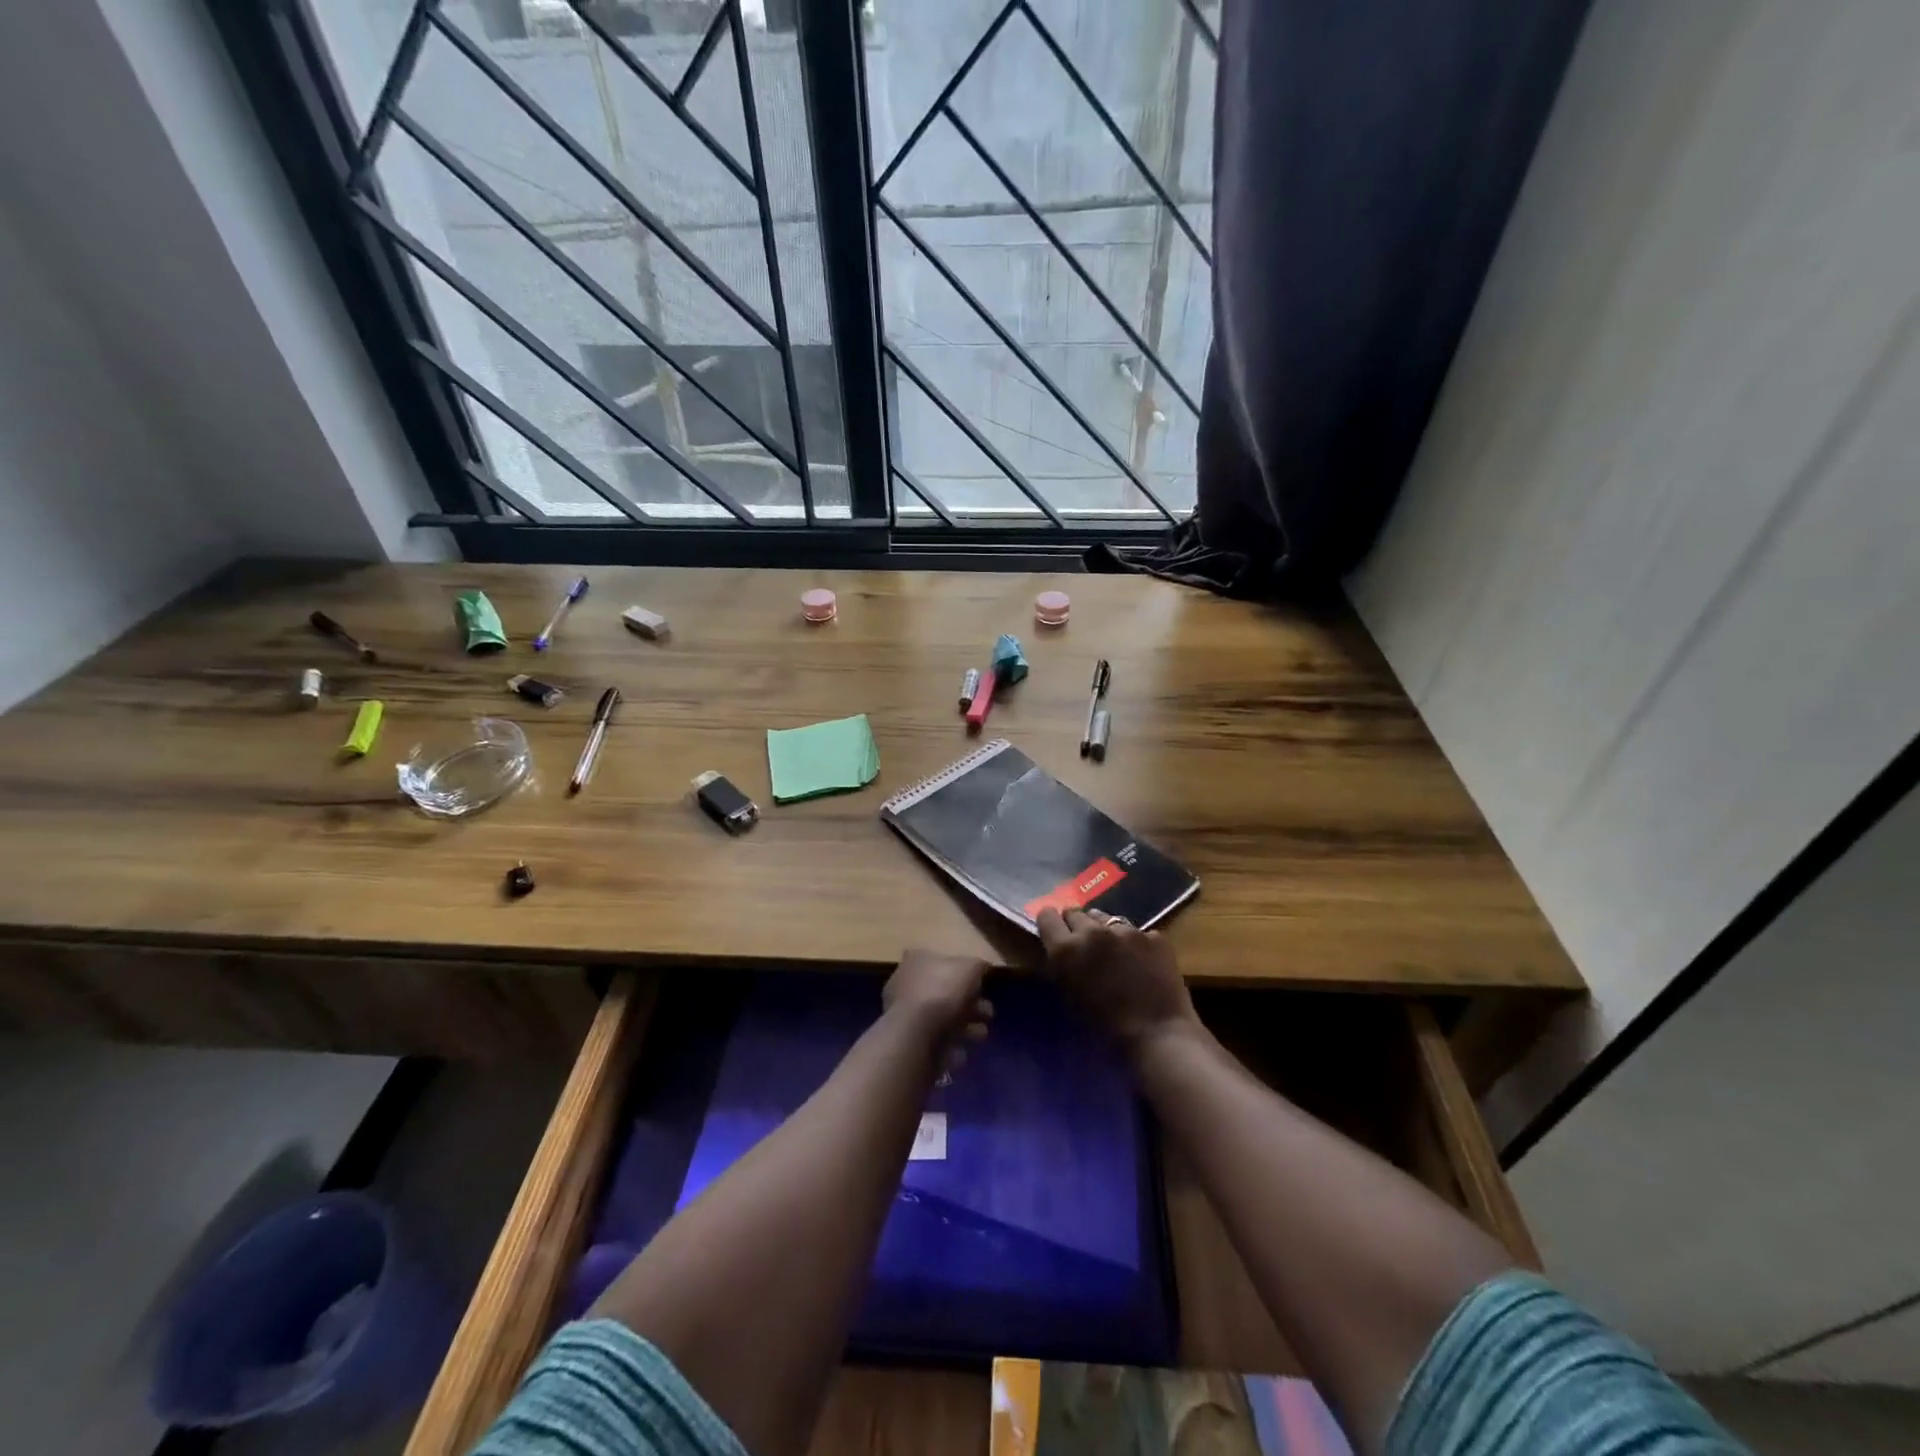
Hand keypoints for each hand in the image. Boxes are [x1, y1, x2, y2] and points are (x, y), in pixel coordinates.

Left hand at [883, 949, 992, 1072]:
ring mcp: (905, 1014)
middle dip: (971, 1004)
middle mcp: (906, 984)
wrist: (916, 1035)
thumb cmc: (942, 991)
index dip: (965, 974)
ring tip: (981, 1035)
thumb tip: (982, 967)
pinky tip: (961, 1051)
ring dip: (965, 1027)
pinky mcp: (909, 1040)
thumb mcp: (970, 968)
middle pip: (945, 992)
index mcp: (917, 961)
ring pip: (942, 1018)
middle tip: (988, 1014)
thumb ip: (978, 966)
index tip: (982, 986)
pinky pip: (936, 1041)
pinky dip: (951, 1046)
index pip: (943, 961)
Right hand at [1036, 907, 1195, 1056]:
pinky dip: (1136, 944)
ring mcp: (1126, 930)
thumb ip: (1062, 966)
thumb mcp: (1069, 998)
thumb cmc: (1105, 1029)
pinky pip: (1137, 932)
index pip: (1046, 916)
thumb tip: (1064, 951)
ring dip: (1106, 932)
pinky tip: (1144, 965)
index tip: (1056, 934)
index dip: (1051, 924)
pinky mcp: (1154, 936)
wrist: (1157, 1036)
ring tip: (1116, 954)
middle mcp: (1092, 931)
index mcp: (1066, 949)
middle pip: (1076, 913)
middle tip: (1086, 947)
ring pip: (1107, 919)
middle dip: (1077, 926)